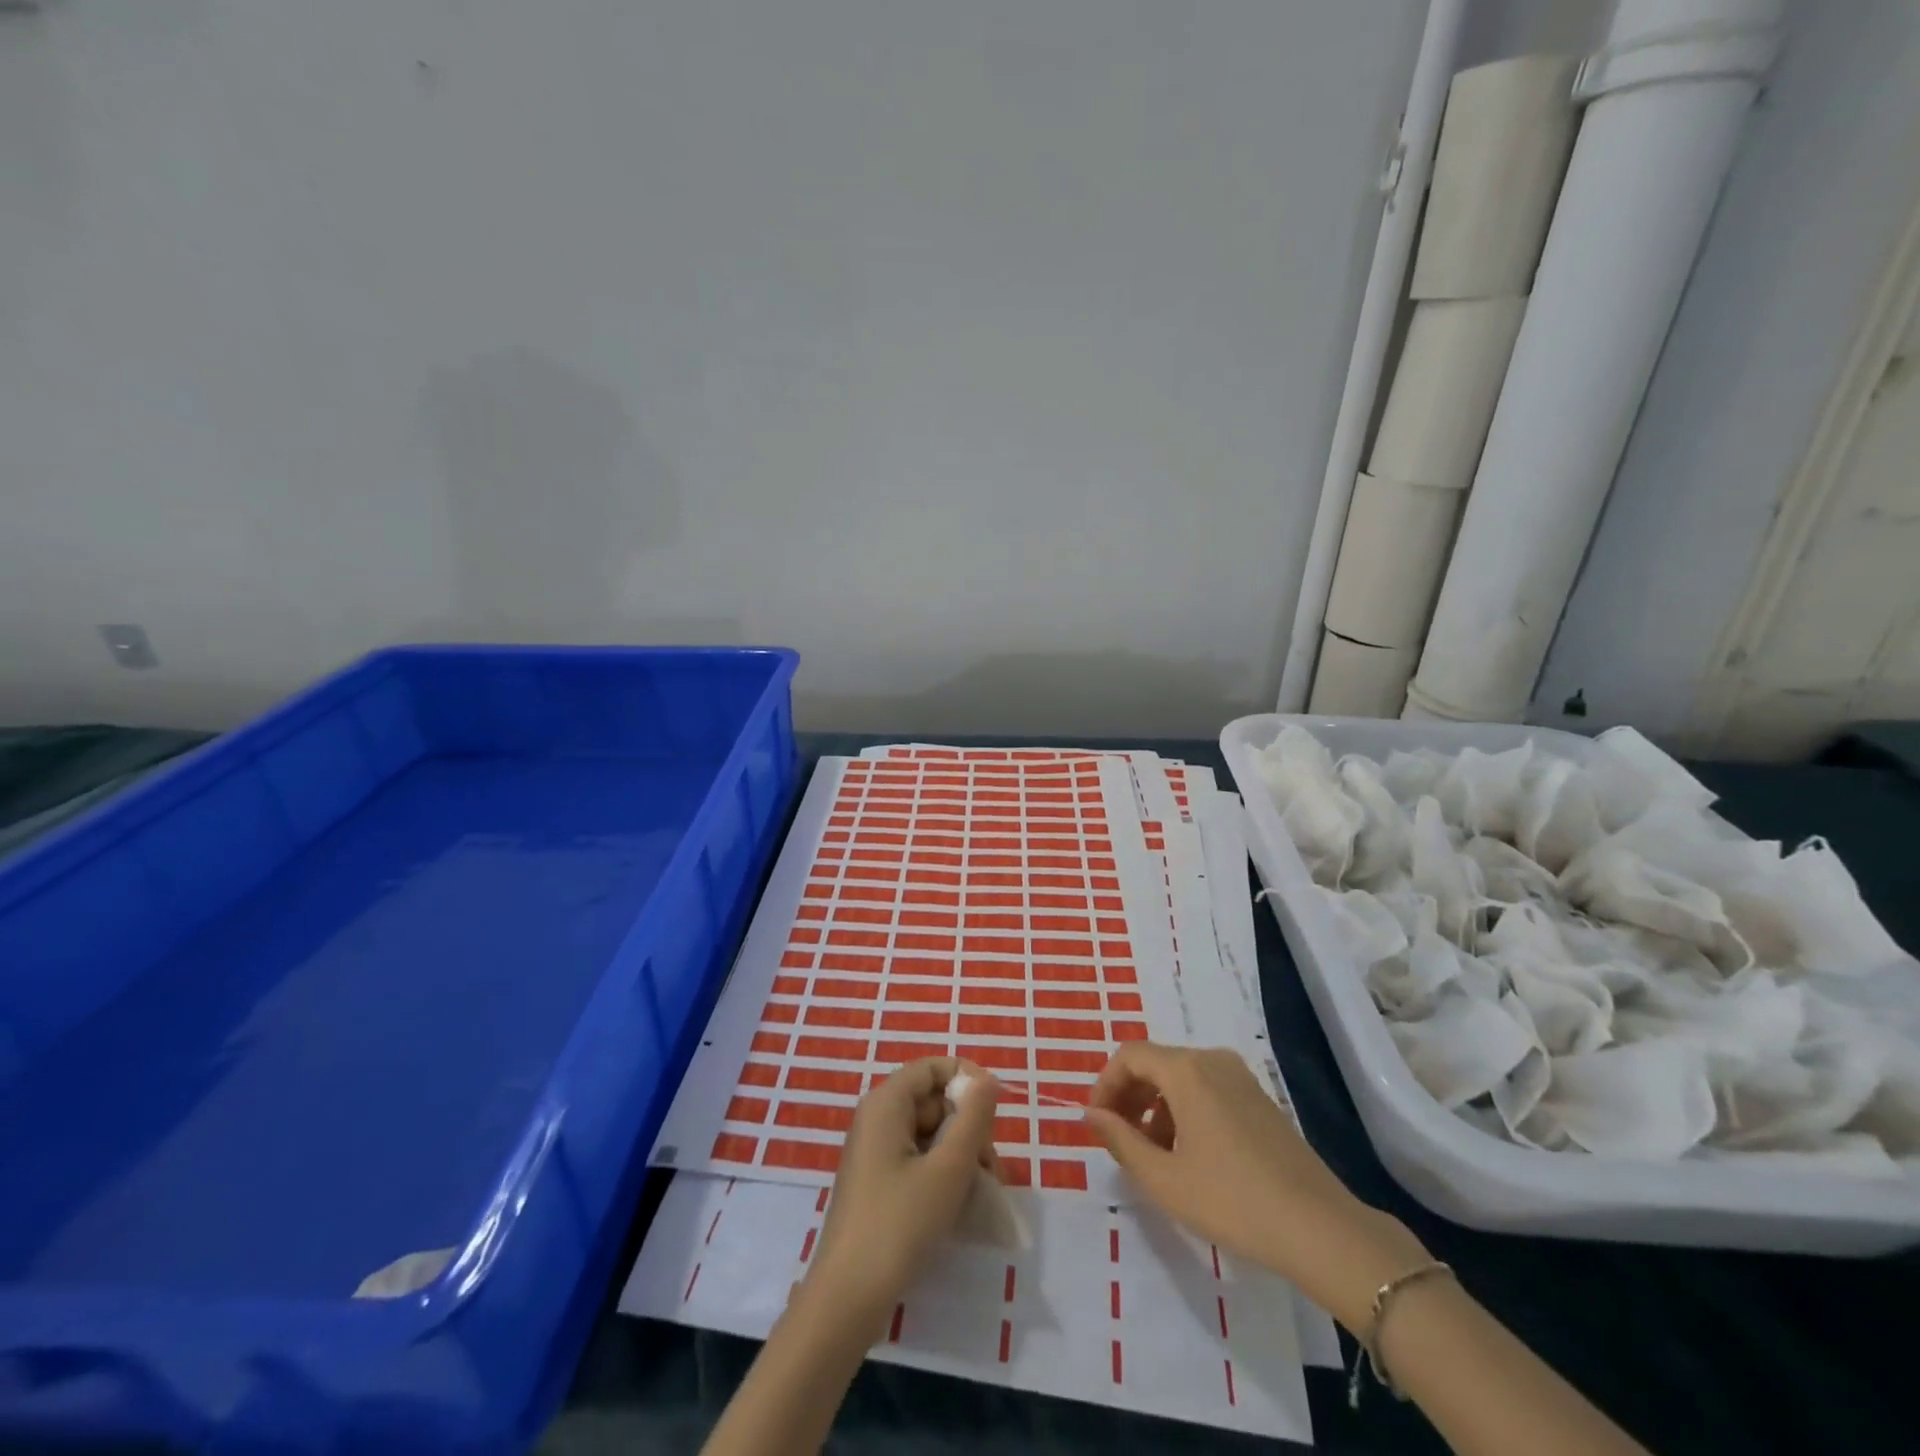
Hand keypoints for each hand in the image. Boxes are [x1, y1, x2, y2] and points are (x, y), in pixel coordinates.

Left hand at [806, 1057, 999, 1334]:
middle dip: (969, 1127)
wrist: (847, 1299)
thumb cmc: (899, 1224)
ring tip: (985, 1192)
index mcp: (886, 1103)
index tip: (996, 1111)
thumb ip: (973, 1118)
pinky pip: (918, 1159)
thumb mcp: (947, 1169)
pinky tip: (962, 1204)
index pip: (933, 1067)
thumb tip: (989, 1080)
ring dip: (961, 1154)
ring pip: (930, 1133)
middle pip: (933, 1101)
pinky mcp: (878, 1182)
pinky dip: (943, 1173)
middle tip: (993, 1168)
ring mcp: (875, 1152)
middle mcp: (877, 1118)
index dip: (967, 1079)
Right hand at [1084, 1043, 1428, 1330]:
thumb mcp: (1165, 1178)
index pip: (1129, 1056)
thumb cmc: (1232, 1200)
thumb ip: (1121, 1141)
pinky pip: (1207, 1090)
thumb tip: (1091, 1115)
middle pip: (1155, 1063)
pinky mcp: (1259, 1099)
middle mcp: (1212, 1060)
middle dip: (1129, 1097)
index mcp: (1187, 1069)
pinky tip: (1189, 1157)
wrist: (1320, 1229)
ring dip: (1156, 1108)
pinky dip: (1184, 1111)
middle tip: (1117, 1140)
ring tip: (1153, 1156)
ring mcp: (1240, 1078)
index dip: (1104, 1085)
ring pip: (1181, 1078)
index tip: (1096, 1124)